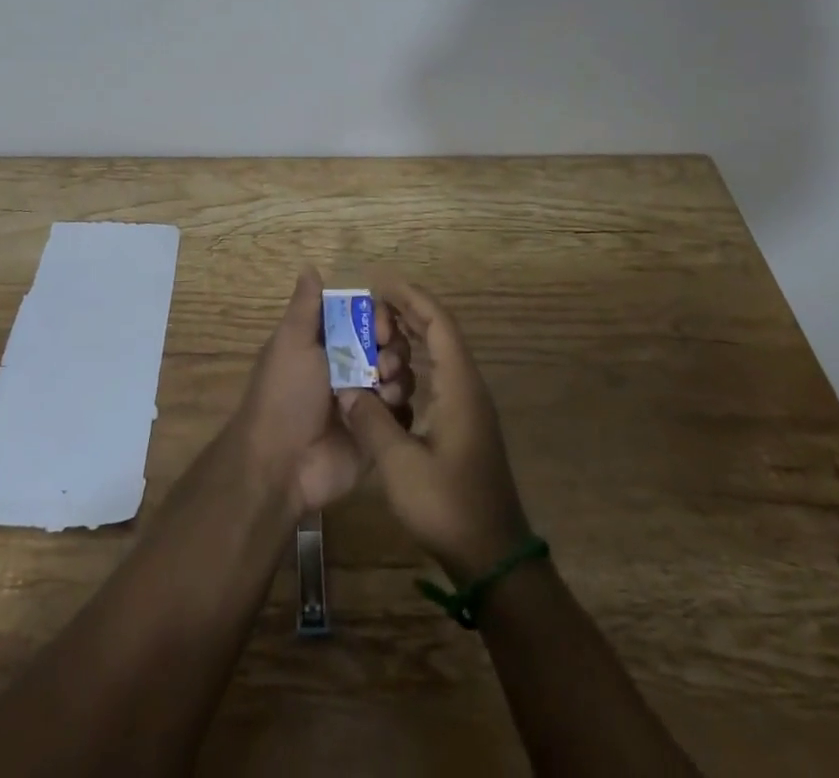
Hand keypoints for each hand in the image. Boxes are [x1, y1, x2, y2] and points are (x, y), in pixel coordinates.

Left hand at [232, 268, 414, 516]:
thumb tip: (310, 266)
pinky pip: (404, 413)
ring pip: (401, 376)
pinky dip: (401, 409)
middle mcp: (350, 368)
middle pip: (389, 345)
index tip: (380, 326)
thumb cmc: (284, 394)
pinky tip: (389, 412)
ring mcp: (366, 401)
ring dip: (399, 377)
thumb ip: (306, 306)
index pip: (366, 318)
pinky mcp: (378, 433)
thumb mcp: (291, 342)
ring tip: (383, 390)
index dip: (379, 317)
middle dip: (394, 348)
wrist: (282, 464)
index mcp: (329, 344)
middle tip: (384, 362)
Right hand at [338, 280, 531, 582]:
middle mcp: (468, 387)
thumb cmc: (448, 506)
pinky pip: (440, 375)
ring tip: (379, 328)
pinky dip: (418, 361)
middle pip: (442, 332)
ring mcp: (470, 406)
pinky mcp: (466, 424)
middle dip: (410, 311)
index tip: (382, 283)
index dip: (412, 298)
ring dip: (414, 336)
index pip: (438, 324)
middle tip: (374, 301)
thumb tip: (345, 387)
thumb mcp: (400, 465)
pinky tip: (394, 372)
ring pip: (442, 354)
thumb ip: (371, 420)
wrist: (493, 556)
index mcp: (459, 387)